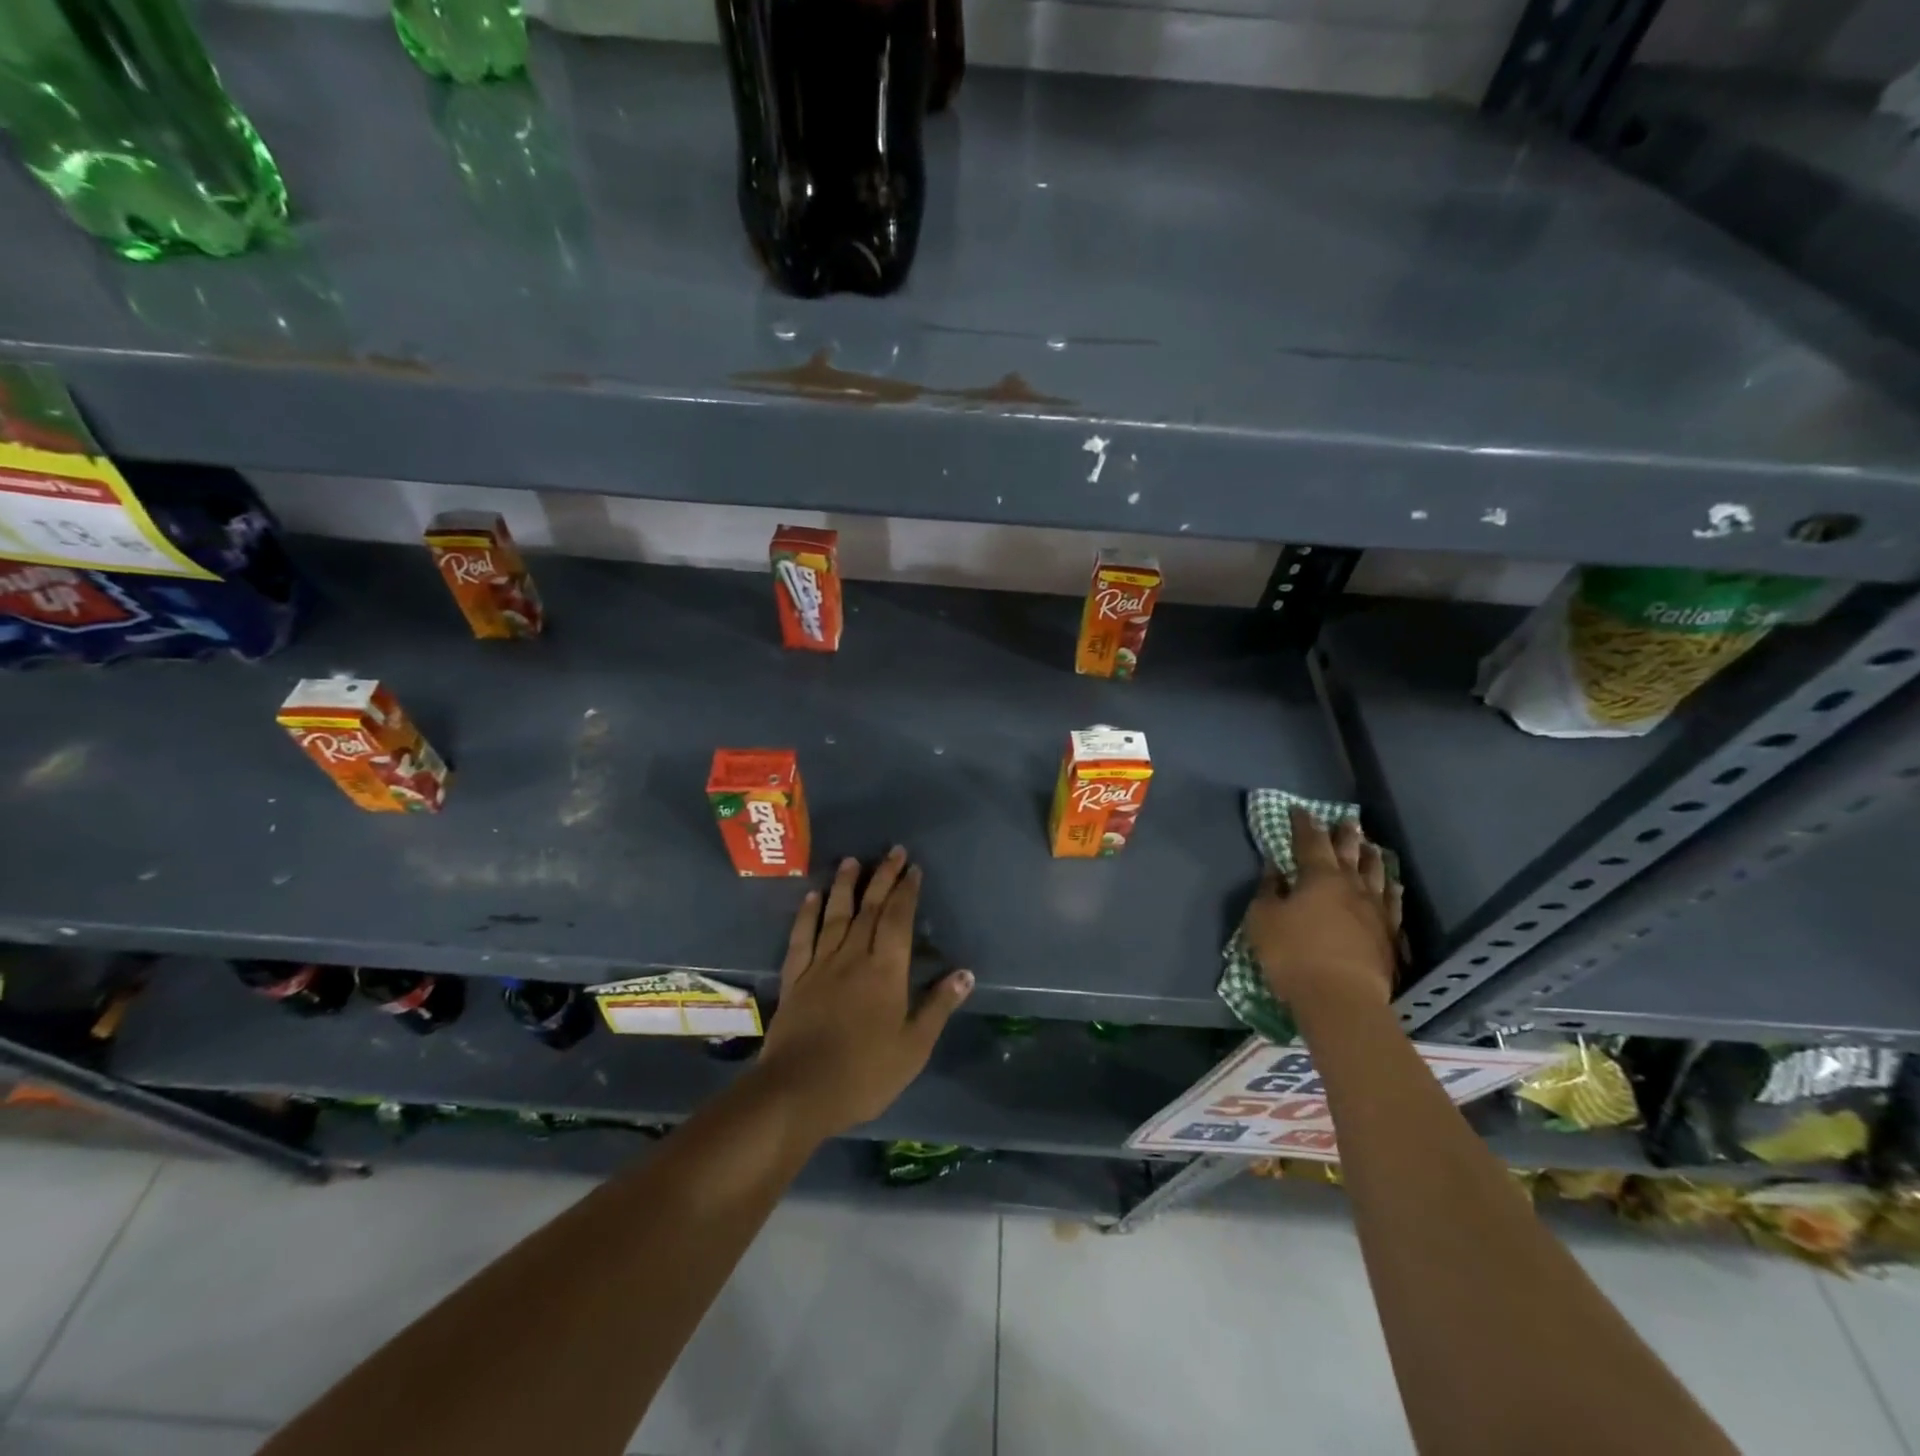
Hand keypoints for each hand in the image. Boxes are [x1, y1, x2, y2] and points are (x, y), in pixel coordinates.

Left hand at [754, 847, 972, 1137]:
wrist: (798, 1092)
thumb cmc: (864, 1074)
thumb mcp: (913, 1047)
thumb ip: (938, 1007)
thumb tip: (965, 973)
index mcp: (885, 971)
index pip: (898, 920)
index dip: (907, 892)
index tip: (913, 869)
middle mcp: (853, 957)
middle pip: (869, 909)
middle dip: (883, 878)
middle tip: (893, 851)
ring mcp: (820, 965)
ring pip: (835, 915)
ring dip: (845, 886)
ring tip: (852, 860)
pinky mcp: (794, 979)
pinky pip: (801, 938)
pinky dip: (806, 915)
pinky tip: (811, 897)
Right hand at [1243, 807, 1401, 1012]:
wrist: (1341, 1000)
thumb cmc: (1293, 954)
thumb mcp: (1264, 920)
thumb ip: (1268, 891)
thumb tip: (1274, 868)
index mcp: (1319, 877)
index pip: (1310, 842)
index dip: (1303, 824)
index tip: (1299, 810)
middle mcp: (1352, 887)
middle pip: (1350, 853)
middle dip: (1345, 835)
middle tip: (1346, 820)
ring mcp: (1376, 911)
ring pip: (1377, 875)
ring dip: (1372, 858)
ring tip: (1371, 846)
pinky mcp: (1390, 936)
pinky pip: (1393, 905)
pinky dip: (1392, 891)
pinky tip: (1394, 886)